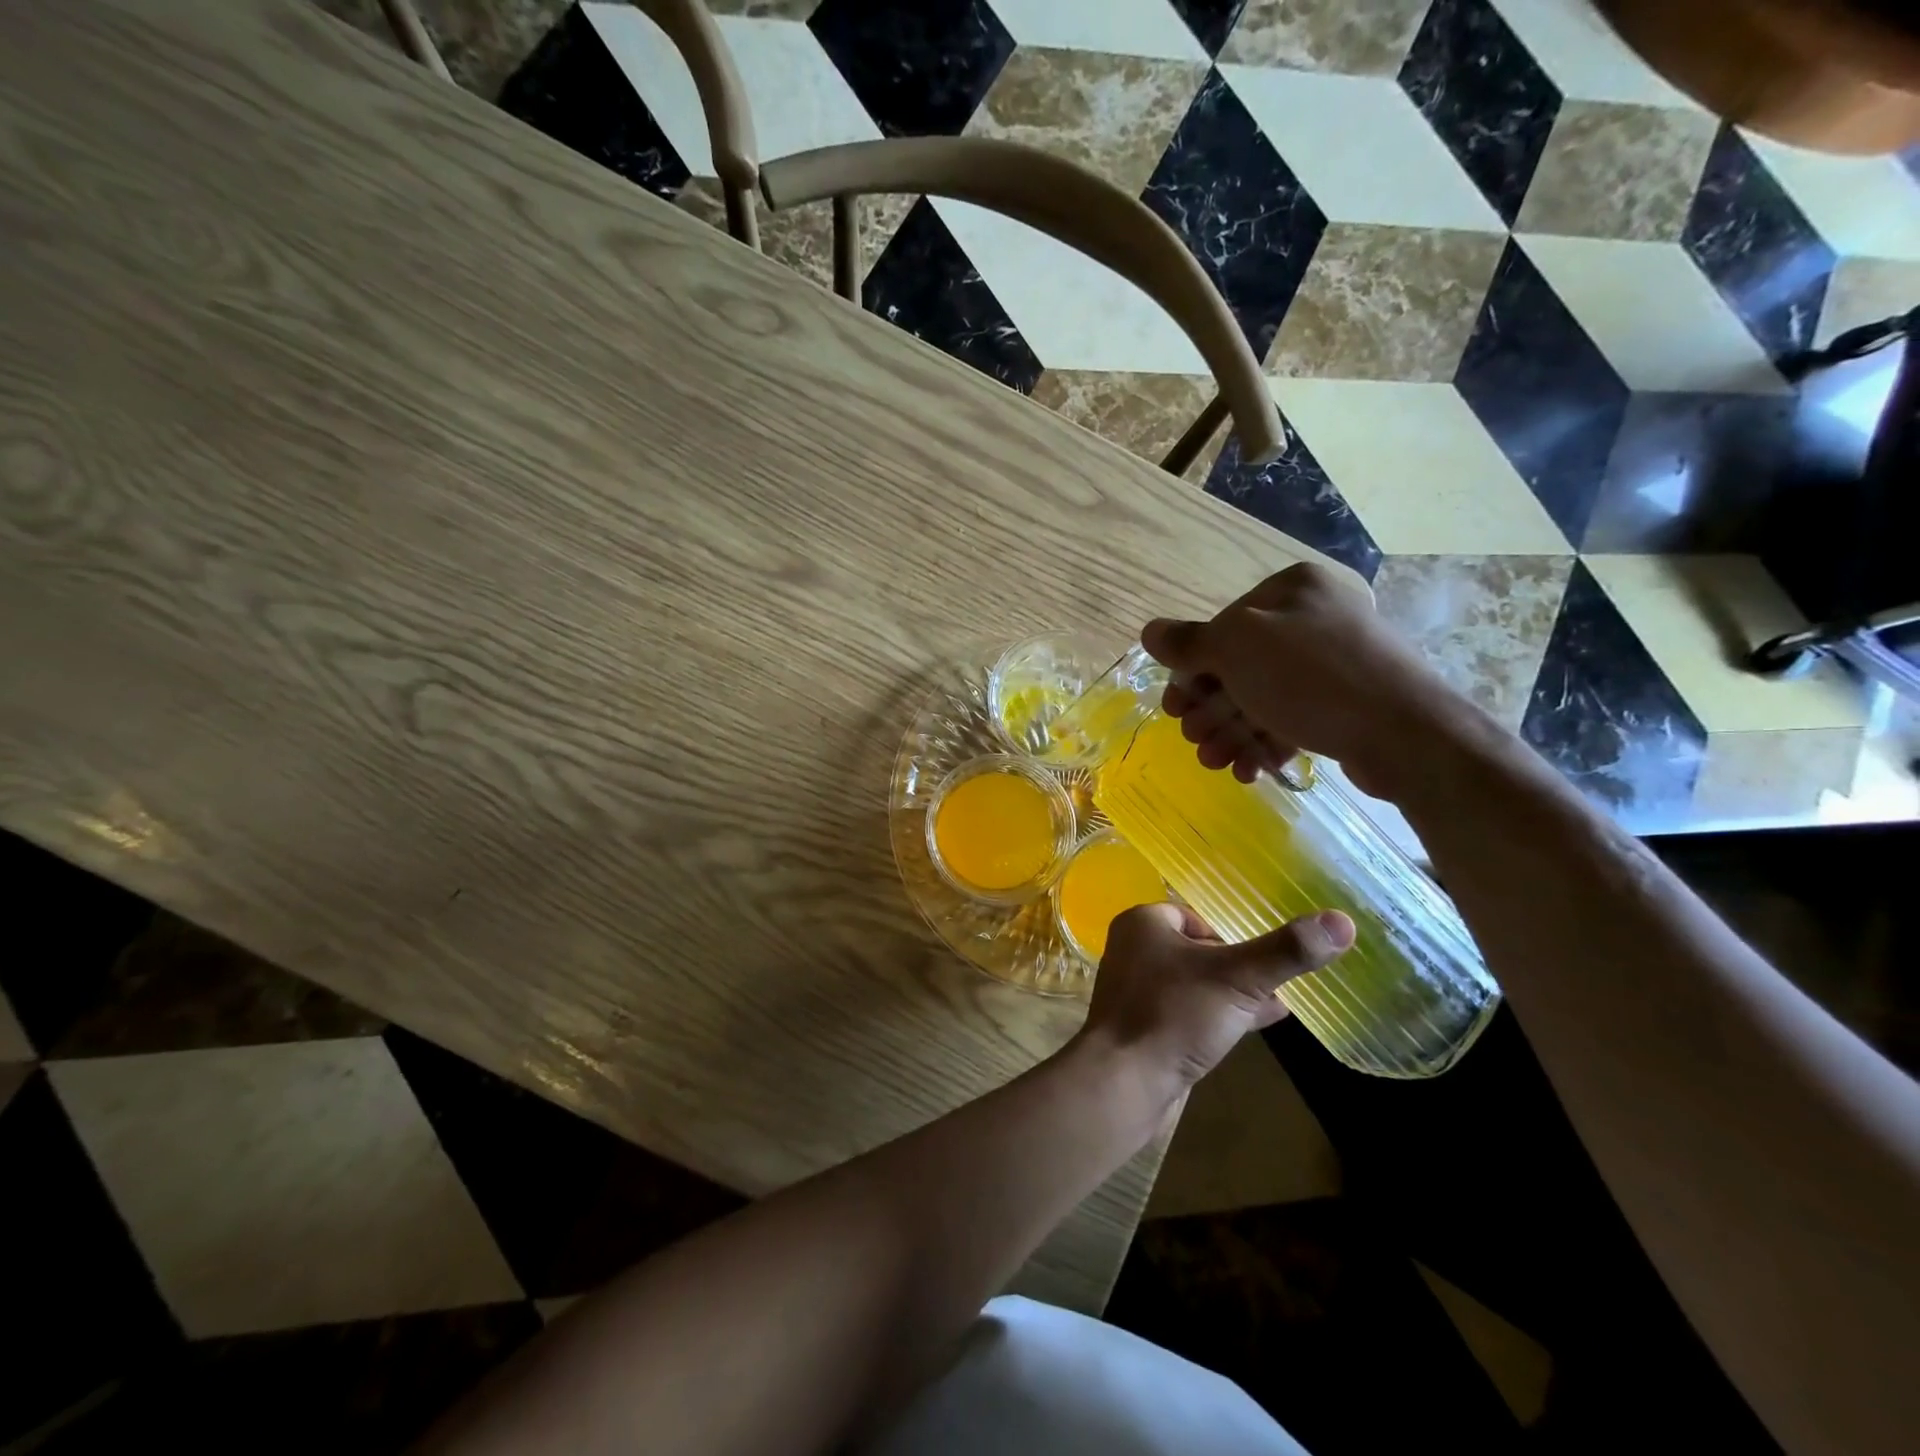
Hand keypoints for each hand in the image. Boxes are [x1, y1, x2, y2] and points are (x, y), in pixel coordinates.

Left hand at [1079, 902, 1354, 1088]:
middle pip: (1199, 949)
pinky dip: (1220, 1015)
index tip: (1263, 956)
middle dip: (1238, 965)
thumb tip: (1342, 920)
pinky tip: (1258, 1026)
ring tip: (1278, 1003)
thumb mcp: (1238, 978)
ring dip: (1234, 992)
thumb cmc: (1174, 1014)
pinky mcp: (1145, 1027)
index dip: (1230, 934)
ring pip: (1196, 983)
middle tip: (1277, 981)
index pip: (1195, 915)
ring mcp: (1137, 991)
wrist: (1124, 1083)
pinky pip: (1189, 1012)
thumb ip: (1286, 951)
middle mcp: (1134, 951)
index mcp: (1143, 923)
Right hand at [1142, 562, 1481, 799]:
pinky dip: (1264, 743)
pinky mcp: (1347, 703)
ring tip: (1215, 763)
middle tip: (1193, 740)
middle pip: (1240, 666)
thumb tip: (1150, 631)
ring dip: (1231, 732)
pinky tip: (1247, 771)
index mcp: (1291, 590)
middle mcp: (1313, 618)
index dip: (1191, 670)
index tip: (1175, 708)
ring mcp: (1333, 662)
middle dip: (1211, 709)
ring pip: (1263, 697)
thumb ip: (1188, 642)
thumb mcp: (1236, 649)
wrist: (1406, 733)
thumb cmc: (1311, 678)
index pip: (1222, 627)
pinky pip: (1292, 718)